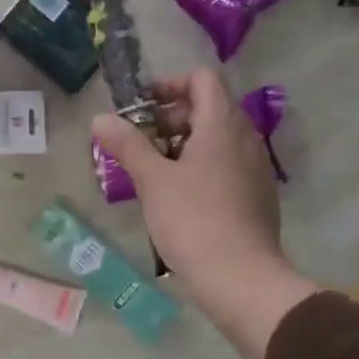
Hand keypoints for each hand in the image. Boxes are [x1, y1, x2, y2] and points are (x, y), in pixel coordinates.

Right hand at [93, 69, 319, 358]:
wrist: (241, 279)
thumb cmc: (193, 220)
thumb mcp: (152, 180)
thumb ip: (127, 144)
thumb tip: (101, 118)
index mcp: (222, 125)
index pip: (203, 79)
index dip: (171, 84)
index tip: (142, 106)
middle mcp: (246, 139)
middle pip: (209, 108)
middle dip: (171, 117)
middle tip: (139, 142)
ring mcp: (256, 169)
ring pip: (218, 139)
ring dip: (184, 144)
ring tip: (153, 171)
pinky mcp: (258, 196)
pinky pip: (227, 165)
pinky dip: (201, 166)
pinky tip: (178, 196)